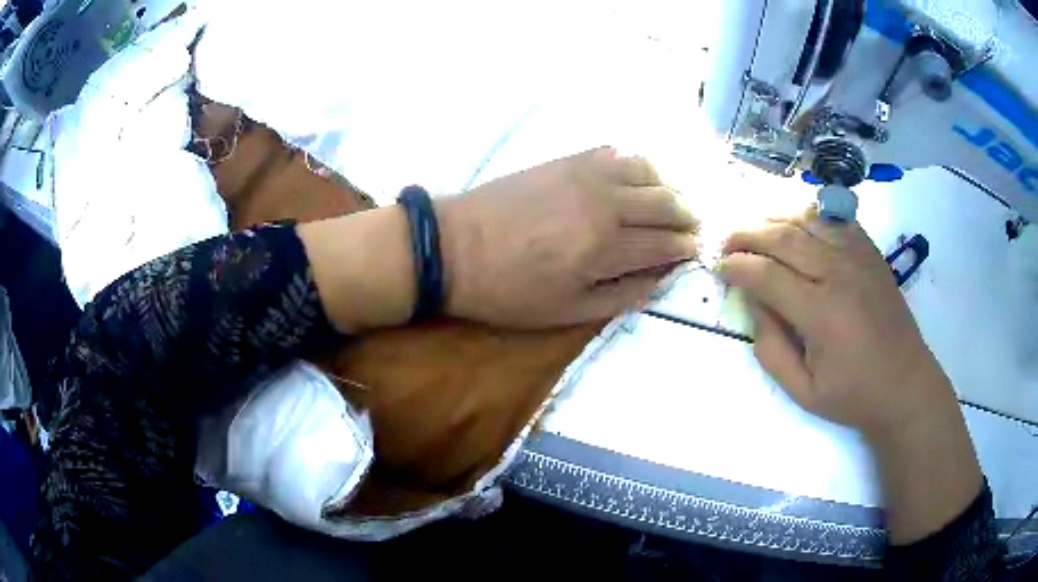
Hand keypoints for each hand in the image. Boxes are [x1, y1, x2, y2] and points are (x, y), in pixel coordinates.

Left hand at [436, 147, 698, 327]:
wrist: (454, 247)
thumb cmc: (508, 290)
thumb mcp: (566, 312)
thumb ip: (620, 296)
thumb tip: (659, 279)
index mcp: (607, 246)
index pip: (665, 242)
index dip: (687, 246)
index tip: (698, 249)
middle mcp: (607, 202)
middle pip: (666, 202)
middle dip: (688, 215)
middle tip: (693, 226)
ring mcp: (587, 173)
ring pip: (647, 169)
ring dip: (667, 185)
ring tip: (668, 201)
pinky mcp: (567, 158)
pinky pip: (615, 152)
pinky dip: (635, 164)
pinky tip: (634, 177)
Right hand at [718, 211, 954, 437]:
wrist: (905, 384)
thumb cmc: (853, 394)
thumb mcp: (802, 391)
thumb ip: (770, 348)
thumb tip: (754, 303)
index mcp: (821, 313)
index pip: (766, 274)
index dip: (736, 267)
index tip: (719, 268)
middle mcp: (838, 273)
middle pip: (783, 237)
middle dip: (747, 235)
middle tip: (726, 241)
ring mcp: (857, 257)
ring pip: (807, 219)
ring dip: (774, 218)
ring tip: (755, 228)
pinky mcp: (870, 252)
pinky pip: (835, 218)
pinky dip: (810, 214)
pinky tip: (796, 222)